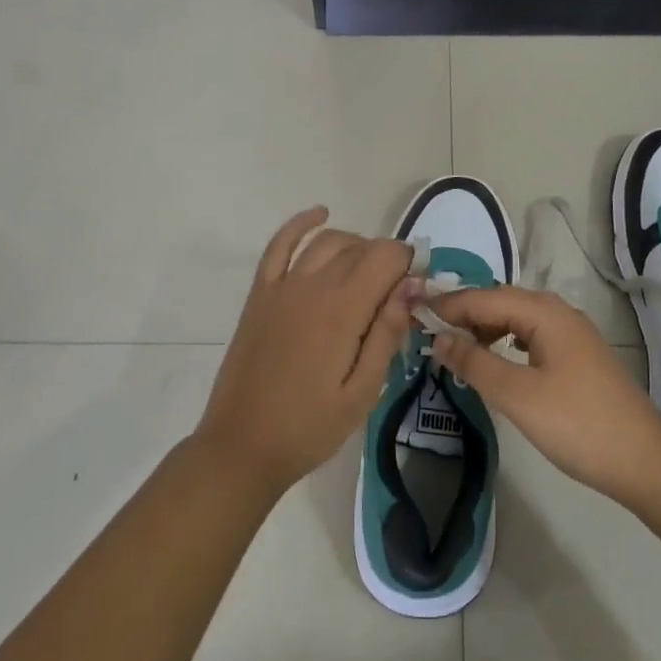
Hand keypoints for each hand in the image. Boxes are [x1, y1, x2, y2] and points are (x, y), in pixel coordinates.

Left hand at [196, 207, 416, 498]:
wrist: (242, 447)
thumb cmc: (310, 427)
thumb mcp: (363, 392)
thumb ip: (387, 334)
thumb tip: (411, 288)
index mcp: (343, 309)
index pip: (386, 257)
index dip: (409, 264)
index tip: (419, 288)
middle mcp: (313, 284)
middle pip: (360, 247)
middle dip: (386, 260)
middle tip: (396, 293)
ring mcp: (282, 285)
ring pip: (328, 241)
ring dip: (355, 245)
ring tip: (368, 271)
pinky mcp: (260, 293)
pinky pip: (280, 244)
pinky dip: (301, 224)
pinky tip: (320, 214)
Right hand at [429, 286, 660, 509]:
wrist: (644, 461)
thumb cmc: (577, 424)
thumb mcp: (518, 395)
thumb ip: (475, 363)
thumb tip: (438, 337)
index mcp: (544, 312)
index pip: (485, 297)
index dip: (449, 304)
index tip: (414, 310)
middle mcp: (559, 312)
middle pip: (502, 302)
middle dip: (465, 312)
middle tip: (429, 329)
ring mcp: (573, 334)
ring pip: (518, 318)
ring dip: (486, 327)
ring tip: (456, 346)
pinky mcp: (579, 356)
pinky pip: (532, 335)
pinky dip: (506, 341)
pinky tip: (497, 359)